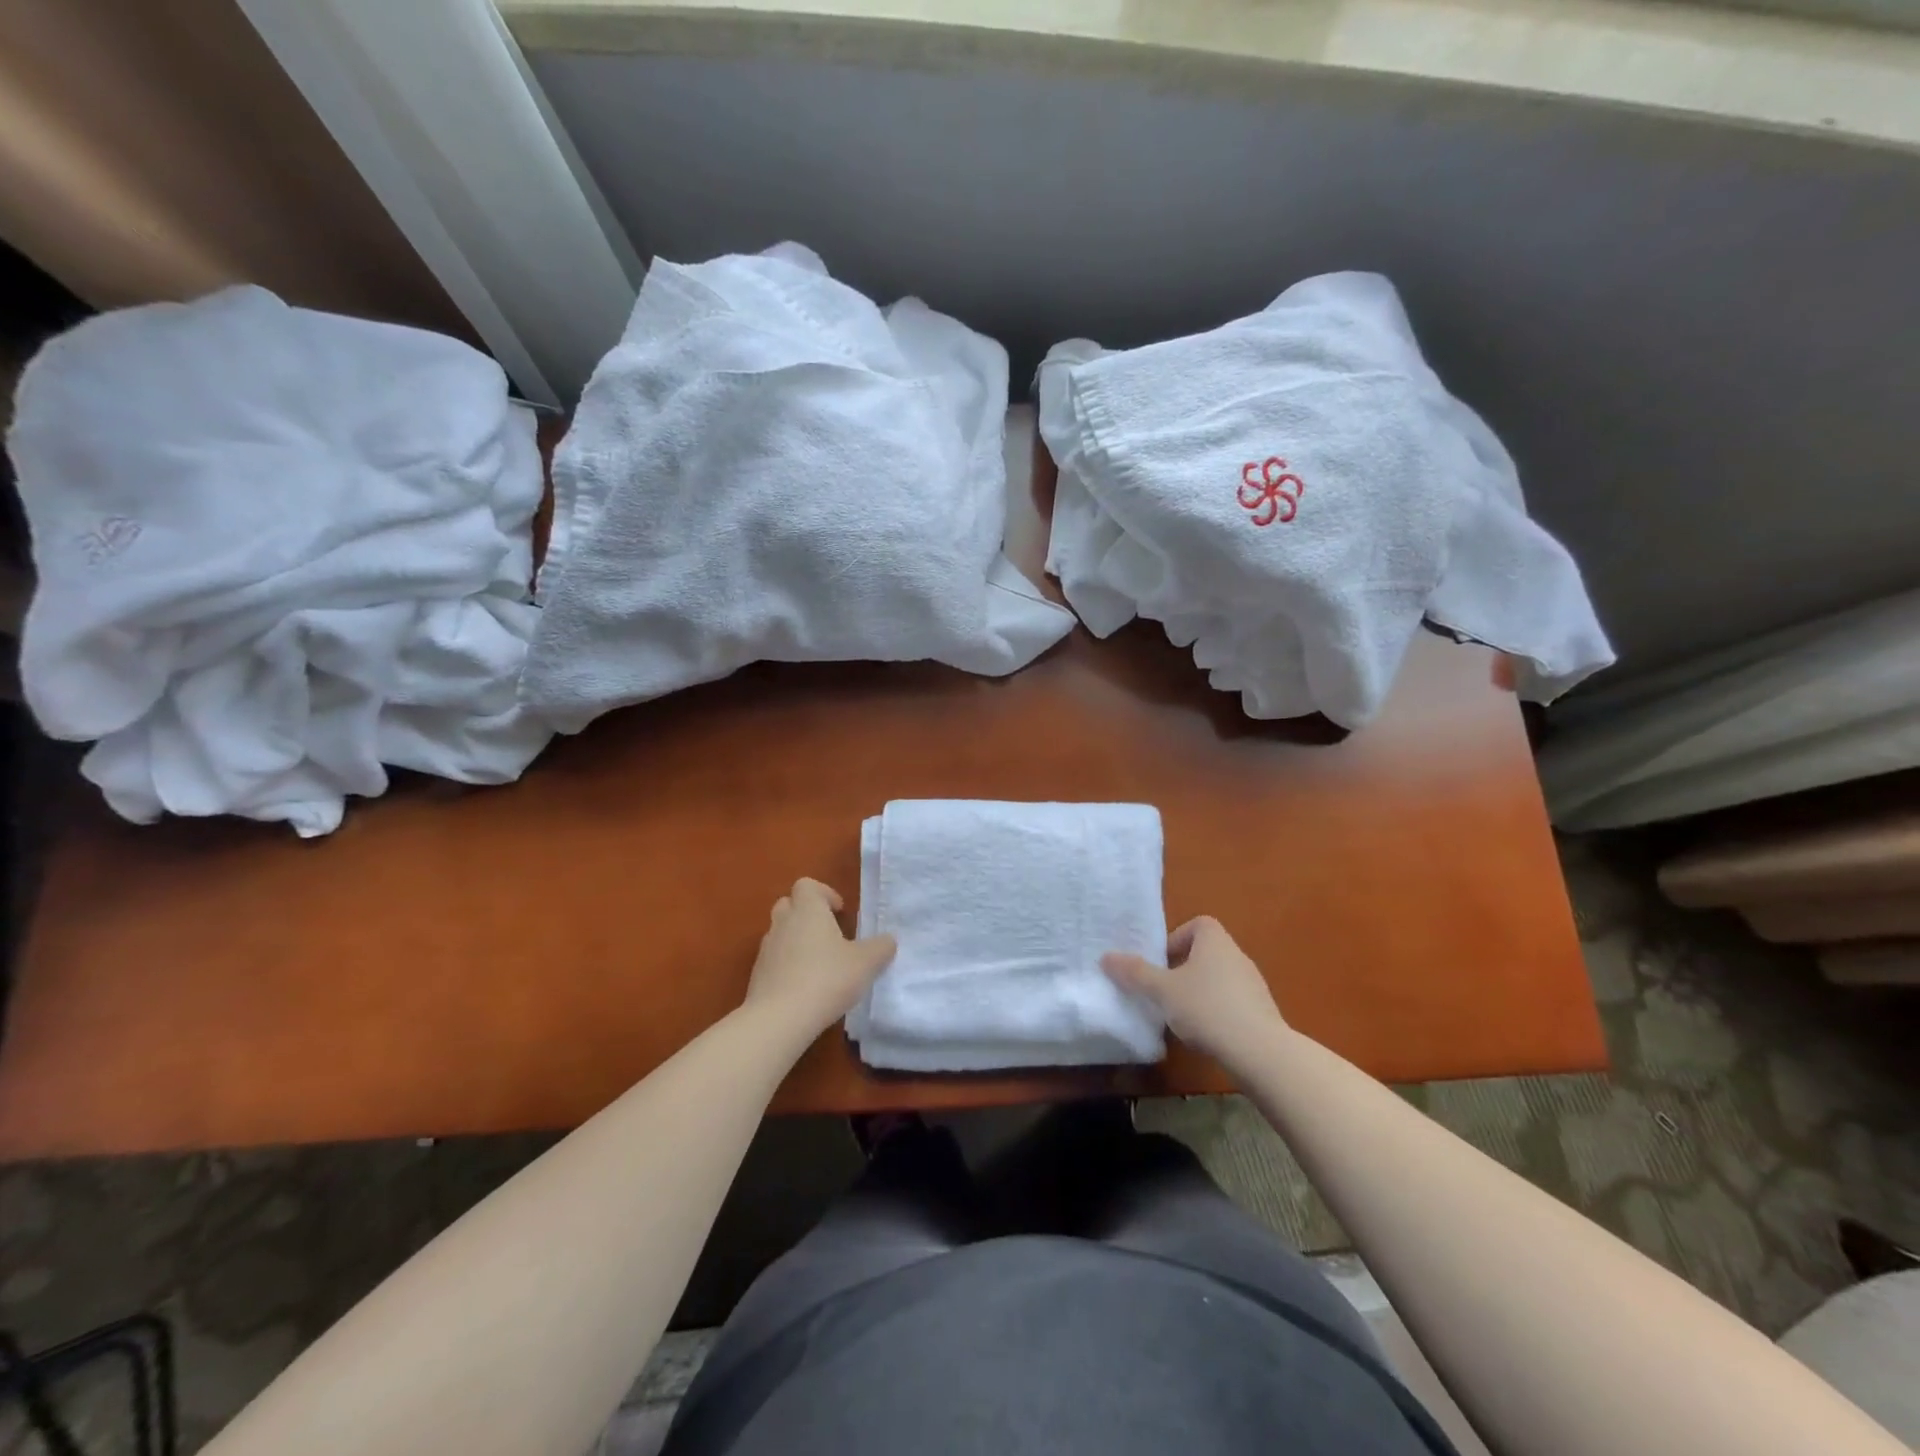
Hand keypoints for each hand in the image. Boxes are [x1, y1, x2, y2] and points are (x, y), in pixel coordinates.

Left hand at [743, 878, 895, 1039]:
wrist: (779, 1019)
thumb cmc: (827, 979)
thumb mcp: (866, 963)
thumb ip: (881, 948)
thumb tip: (888, 940)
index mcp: (808, 910)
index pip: (807, 885)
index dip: (824, 893)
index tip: (840, 912)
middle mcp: (783, 923)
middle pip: (788, 904)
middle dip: (807, 914)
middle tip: (829, 934)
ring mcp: (766, 949)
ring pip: (780, 933)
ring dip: (796, 940)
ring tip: (819, 964)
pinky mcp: (757, 975)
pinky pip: (773, 960)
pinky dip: (787, 965)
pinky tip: (804, 987)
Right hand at [1102, 916, 1289, 1071]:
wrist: (1259, 1052)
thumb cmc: (1206, 1008)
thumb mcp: (1162, 991)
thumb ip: (1135, 973)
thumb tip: (1106, 957)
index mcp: (1215, 942)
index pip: (1198, 924)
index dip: (1177, 938)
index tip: (1161, 962)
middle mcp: (1237, 956)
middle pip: (1206, 952)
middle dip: (1183, 969)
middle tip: (1163, 990)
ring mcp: (1253, 985)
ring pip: (1218, 979)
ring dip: (1199, 992)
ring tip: (1180, 1015)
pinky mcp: (1261, 1012)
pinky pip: (1232, 1002)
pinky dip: (1216, 1012)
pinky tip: (1204, 1034)